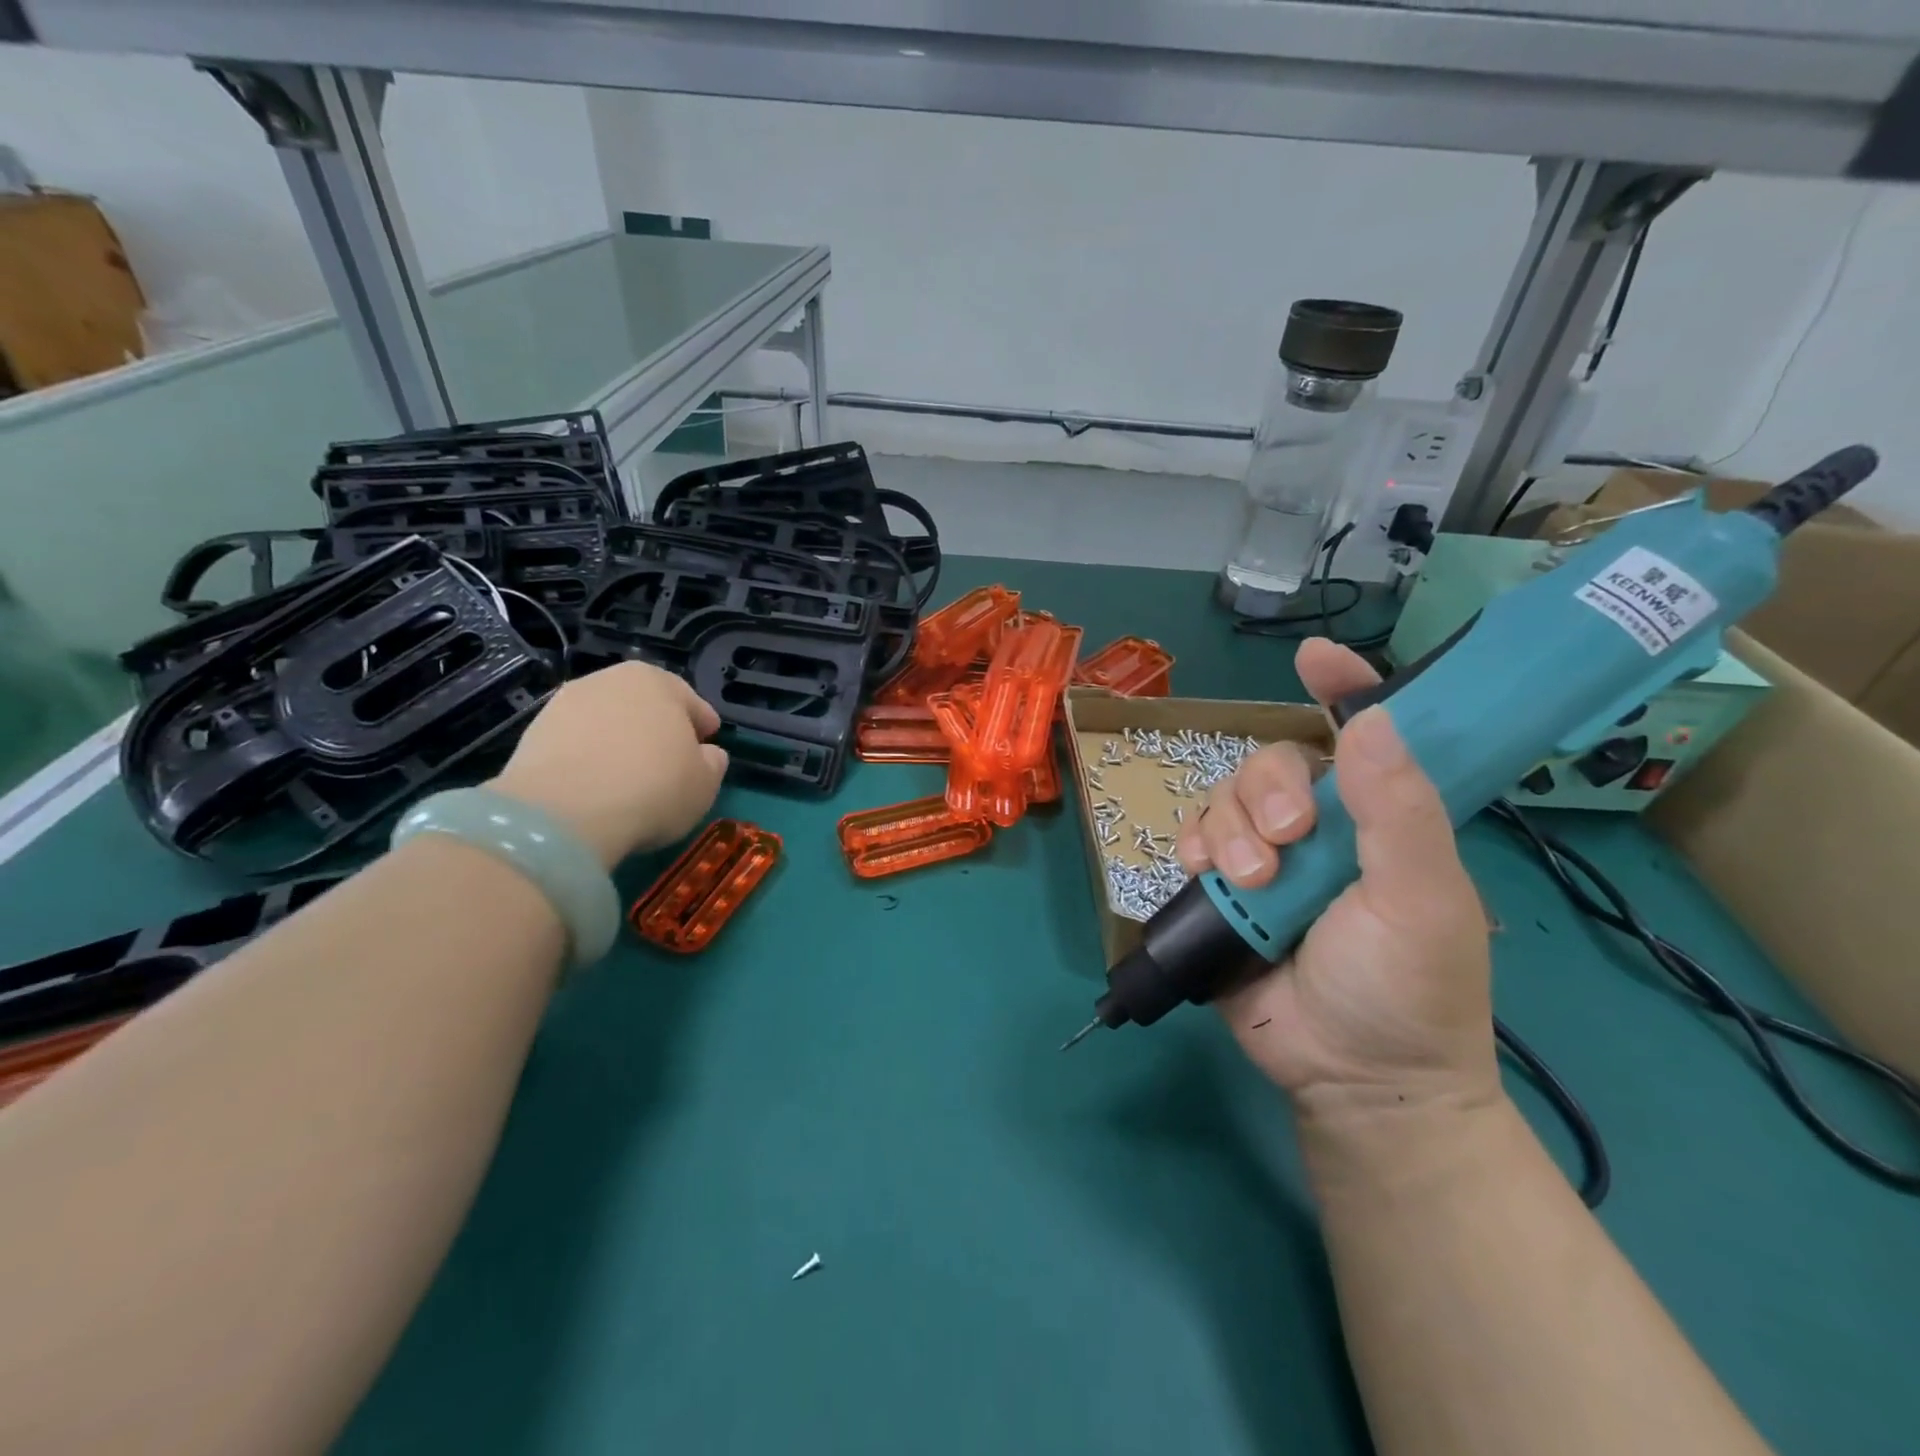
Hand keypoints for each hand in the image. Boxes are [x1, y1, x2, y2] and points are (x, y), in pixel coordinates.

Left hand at [490, 663, 727, 867]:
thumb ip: (711, 762)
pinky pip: (576, 744)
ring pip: (606, 722)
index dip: (702, 725)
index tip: (708, 745)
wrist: (563, 813)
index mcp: (657, 680)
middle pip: (644, 705)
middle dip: (658, 728)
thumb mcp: (705, 782)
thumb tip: (706, 754)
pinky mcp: (533, 734)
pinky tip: (597, 785)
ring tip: (628, 776)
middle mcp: (609, 680)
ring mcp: (564, 704)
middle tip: (669, 759)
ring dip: (619, 742)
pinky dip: (589, 758)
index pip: (690, 701)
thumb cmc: (653, 787)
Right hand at [1174, 639, 1496, 1113]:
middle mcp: (1321, 828)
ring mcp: (1267, 858)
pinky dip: (1193, 846)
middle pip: (1271, 762)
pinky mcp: (1223, 890)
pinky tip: (1206, 873)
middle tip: (1286, 839)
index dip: (1341, 689)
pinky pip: (1193, 840)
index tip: (1314, 660)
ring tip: (1251, 882)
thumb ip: (1399, 811)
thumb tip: (1371, 717)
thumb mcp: (1421, 899)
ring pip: (1225, 798)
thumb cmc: (1410, 988)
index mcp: (1380, 818)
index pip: (1362, 734)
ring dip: (1230, 829)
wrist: (1354, 1080)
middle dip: (1268, 790)